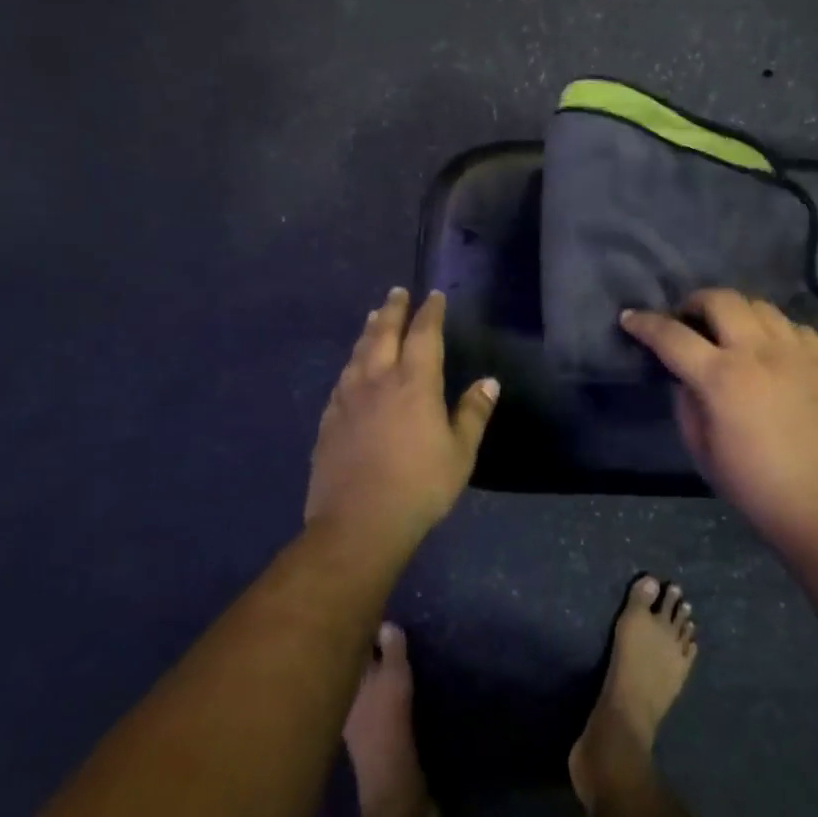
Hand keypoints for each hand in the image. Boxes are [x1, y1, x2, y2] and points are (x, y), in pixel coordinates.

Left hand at [307, 287, 499, 546]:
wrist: (358, 523)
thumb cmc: (419, 486)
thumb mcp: (460, 453)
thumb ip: (473, 413)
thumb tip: (488, 382)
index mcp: (414, 382)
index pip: (424, 334)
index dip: (430, 312)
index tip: (434, 295)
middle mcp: (377, 380)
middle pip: (383, 332)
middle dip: (393, 309)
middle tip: (397, 292)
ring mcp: (348, 399)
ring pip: (358, 352)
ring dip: (369, 331)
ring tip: (373, 317)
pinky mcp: (329, 420)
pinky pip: (342, 379)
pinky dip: (352, 363)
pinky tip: (352, 369)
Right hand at [620, 289, 817, 553]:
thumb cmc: (757, 488)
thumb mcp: (703, 451)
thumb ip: (687, 404)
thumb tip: (686, 377)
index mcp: (721, 378)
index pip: (672, 336)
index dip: (645, 324)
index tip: (630, 318)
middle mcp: (759, 352)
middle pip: (721, 300)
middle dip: (694, 302)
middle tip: (687, 321)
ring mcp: (797, 352)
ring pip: (761, 305)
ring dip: (736, 312)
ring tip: (730, 332)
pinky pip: (795, 326)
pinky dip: (775, 329)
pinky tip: (772, 349)